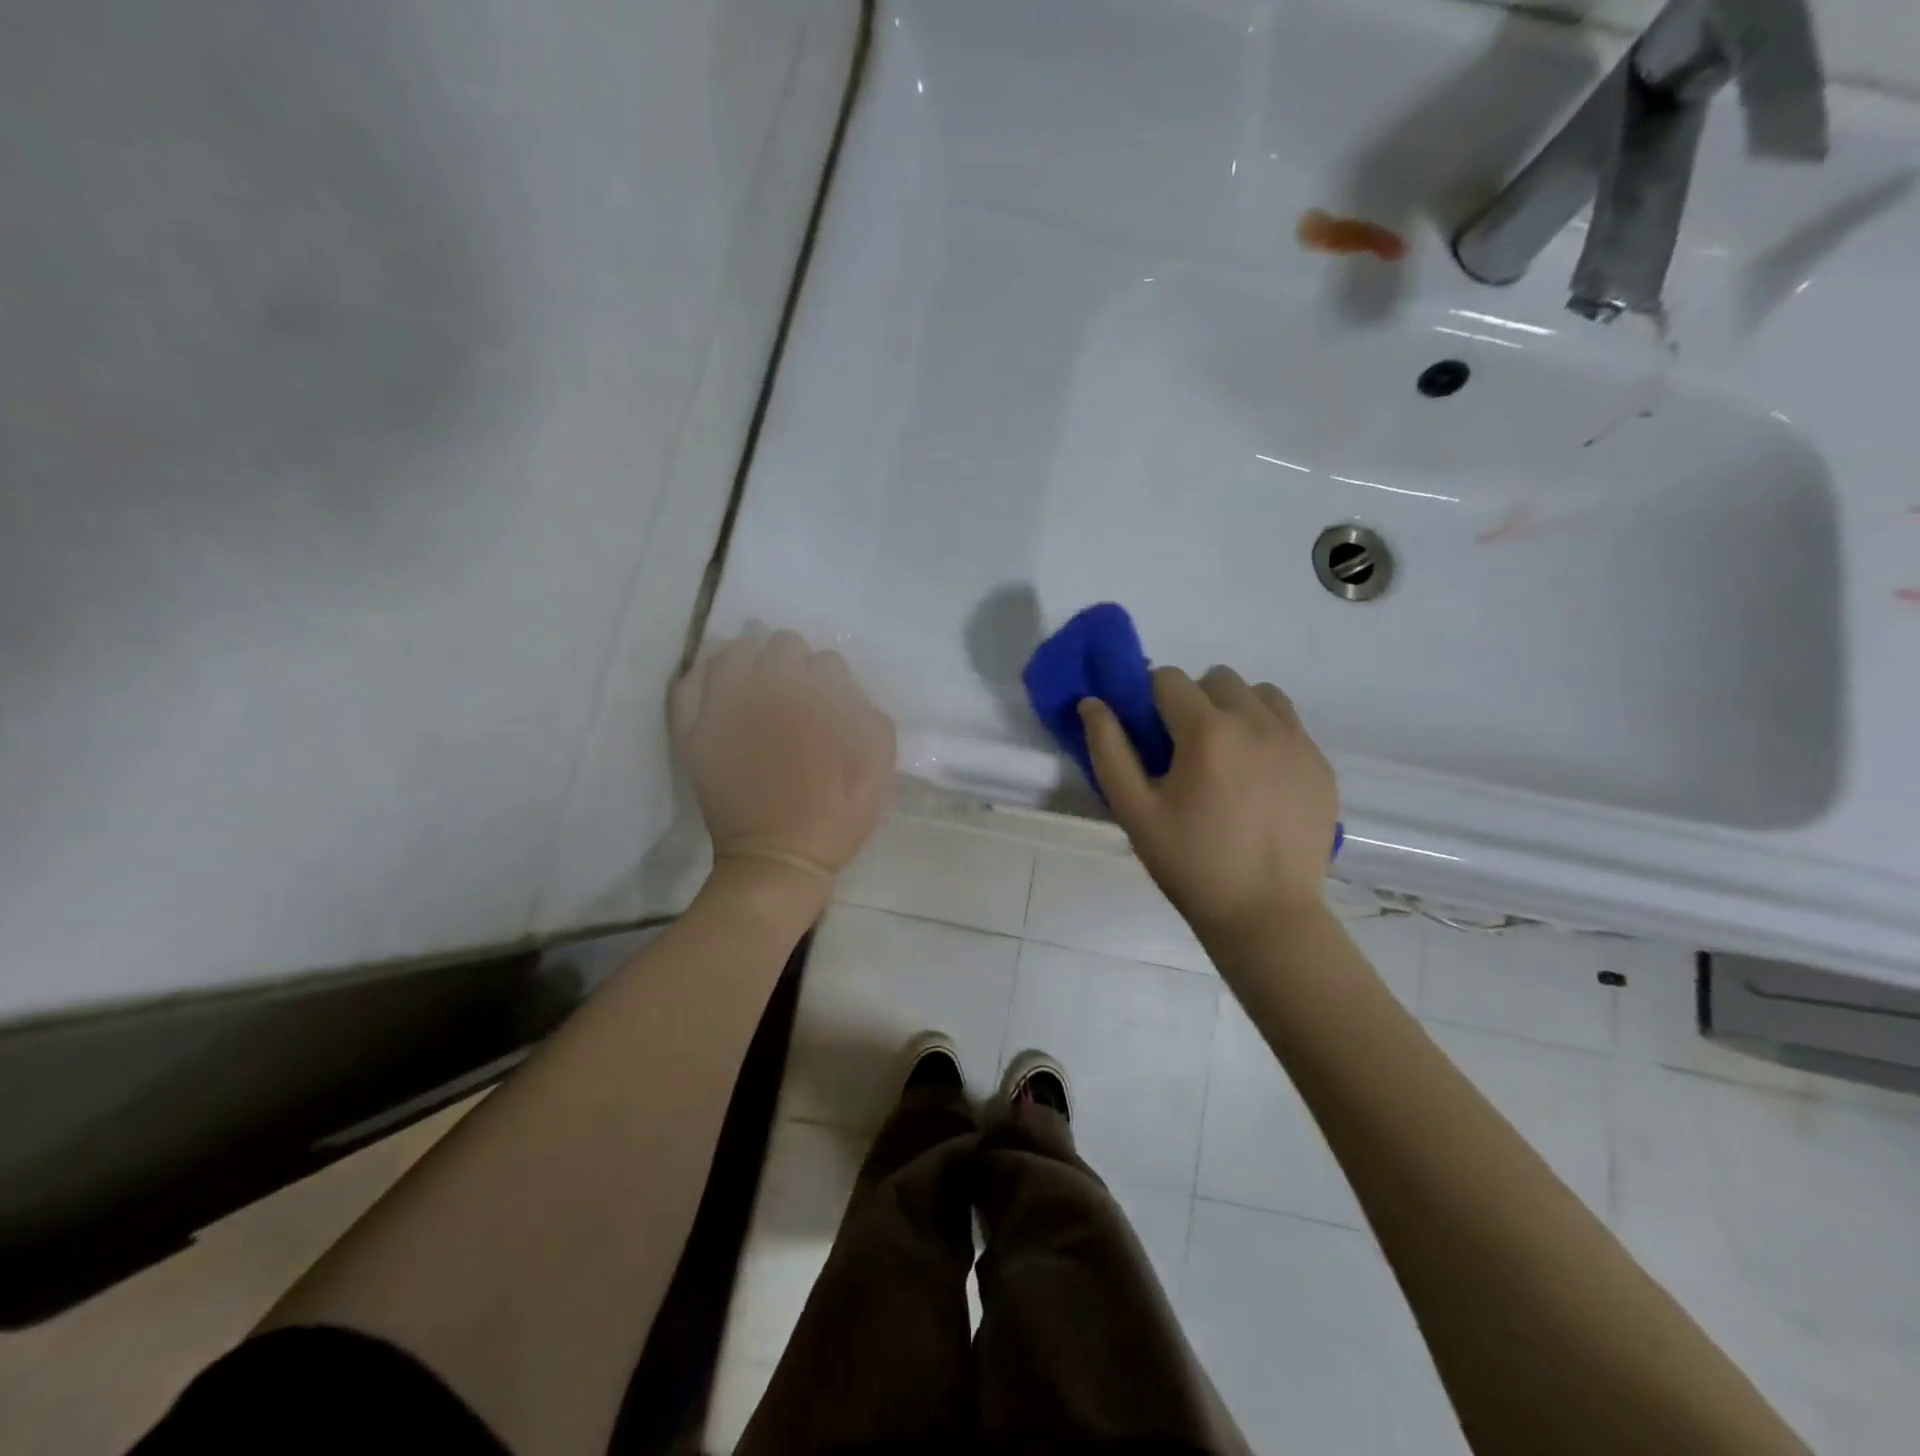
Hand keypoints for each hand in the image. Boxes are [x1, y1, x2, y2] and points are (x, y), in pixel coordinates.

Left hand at [670, 631, 895, 899]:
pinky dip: (707, 675)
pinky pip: (690, 682)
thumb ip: (869, 715)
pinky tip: (723, 687)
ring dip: (753, 661)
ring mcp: (722, 709)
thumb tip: (844, 686)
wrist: (776, 859)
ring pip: (733, 651)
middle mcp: (764, 693)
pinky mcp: (693, 731)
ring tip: (760, 686)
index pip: (827, 661)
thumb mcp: (878, 768)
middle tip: (799, 697)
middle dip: (796, 665)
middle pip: (782, 644)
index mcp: (813, 701)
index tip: (835, 708)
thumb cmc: (836, 817)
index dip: (836, 684)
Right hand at [1081, 666, 1337, 941]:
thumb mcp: (1134, 811)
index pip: (1168, 679)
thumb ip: (1108, 750)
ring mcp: (1297, 742)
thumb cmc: (1190, 863)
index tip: (1148, 731)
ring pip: (1260, 694)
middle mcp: (1257, 722)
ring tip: (1227, 755)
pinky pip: (1290, 725)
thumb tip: (1092, 703)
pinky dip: (1268, 734)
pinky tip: (1258, 779)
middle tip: (1185, 747)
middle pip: (1217, 678)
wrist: (1266, 914)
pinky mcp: (1321, 765)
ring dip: (1236, 709)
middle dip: (1194, 700)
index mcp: (1207, 731)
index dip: (1149, 697)